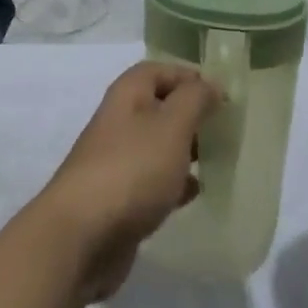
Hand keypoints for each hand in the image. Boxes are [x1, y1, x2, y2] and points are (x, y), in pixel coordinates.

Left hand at [34, 62, 219, 302]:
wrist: (82, 236)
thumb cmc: (132, 169)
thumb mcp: (171, 126)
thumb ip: (195, 100)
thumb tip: (212, 84)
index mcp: (128, 95)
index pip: (159, 70)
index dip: (189, 76)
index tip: (222, 94)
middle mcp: (120, 121)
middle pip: (160, 107)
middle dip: (191, 115)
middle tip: (226, 129)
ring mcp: (118, 161)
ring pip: (158, 145)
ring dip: (185, 149)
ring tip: (218, 159)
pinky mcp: (120, 198)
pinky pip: (153, 180)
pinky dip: (174, 183)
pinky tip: (195, 193)